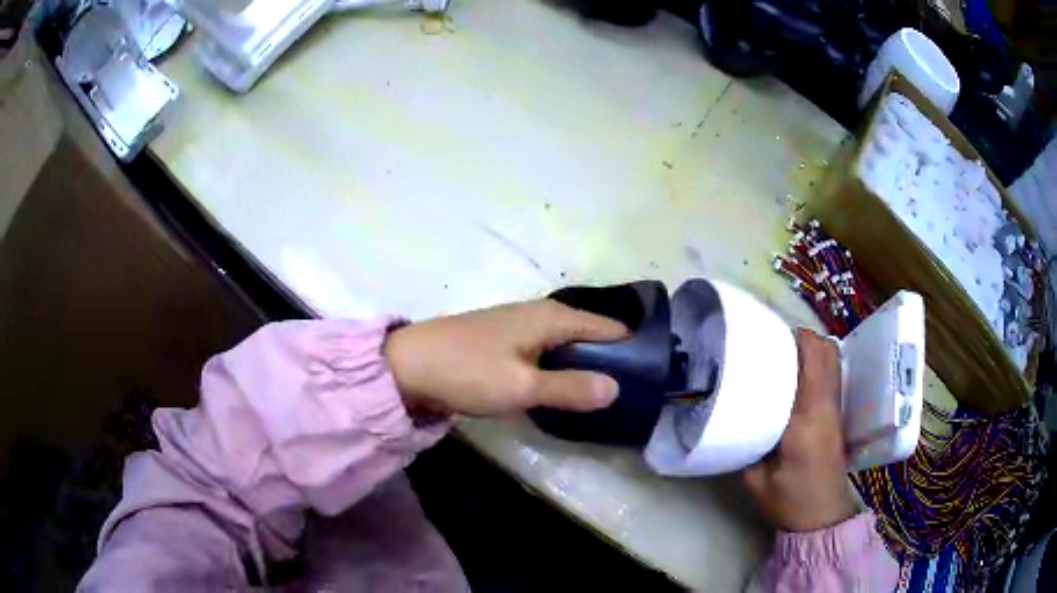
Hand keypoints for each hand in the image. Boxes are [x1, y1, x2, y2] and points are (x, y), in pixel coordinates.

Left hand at [383, 299, 628, 416]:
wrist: (407, 366)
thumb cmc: (468, 371)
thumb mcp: (523, 386)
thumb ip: (570, 388)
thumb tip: (616, 388)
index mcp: (548, 318)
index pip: (603, 324)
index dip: (627, 341)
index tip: (651, 362)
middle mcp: (535, 314)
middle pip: (584, 330)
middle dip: (607, 352)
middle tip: (632, 380)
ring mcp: (515, 326)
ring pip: (562, 341)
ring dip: (581, 359)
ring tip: (603, 384)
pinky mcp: (499, 342)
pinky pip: (542, 350)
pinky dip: (557, 363)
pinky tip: (559, 382)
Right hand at [743, 328, 856, 531]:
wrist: (821, 518)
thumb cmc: (789, 501)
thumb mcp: (756, 479)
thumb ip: (747, 444)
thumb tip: (735, 416)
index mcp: (807, 419)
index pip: (811, 363)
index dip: (796, 340)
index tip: (770, 335)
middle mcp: (827, 407)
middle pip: (827, 353)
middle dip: (804, 338)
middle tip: (775, 343)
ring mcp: (836, 411)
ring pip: (833, 362)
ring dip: (813, 349)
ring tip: (786, 355)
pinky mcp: (837, 417)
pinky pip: (831, 377)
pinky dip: (818, 365)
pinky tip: (798, 377)